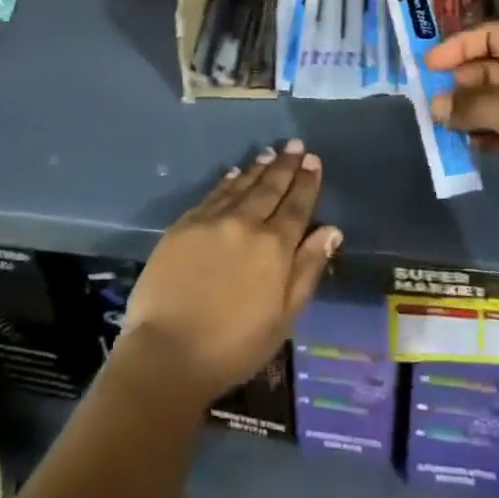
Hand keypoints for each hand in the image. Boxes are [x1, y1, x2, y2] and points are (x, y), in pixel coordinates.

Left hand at [119, 139, 341, 402]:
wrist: (167, 353)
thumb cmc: (233, 346)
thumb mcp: (284, 318)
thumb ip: (307, 269)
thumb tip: (331, 230)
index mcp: (274, 247)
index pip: (296, 206)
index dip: (306, 182)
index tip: (312, 160)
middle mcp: (245, 223)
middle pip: (270, 188)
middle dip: (285, 166)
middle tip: (294, 145)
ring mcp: (212, 221)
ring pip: (241, 185)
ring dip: (258, 168)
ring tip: (270, 153)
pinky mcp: (184, 225)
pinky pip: (213, 194)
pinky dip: (227, 181)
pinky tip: (234, 173)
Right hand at [428, 22, 498, 245]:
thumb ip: (470, 104)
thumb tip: (436, 107)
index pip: (493, 36)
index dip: (460, 45)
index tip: (431, 64)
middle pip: (489, 68)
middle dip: (460, 82)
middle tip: (433, 100)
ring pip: (492, 101)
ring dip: (467, 110)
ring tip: (442, 124)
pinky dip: (481, 134)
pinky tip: (465, 144)